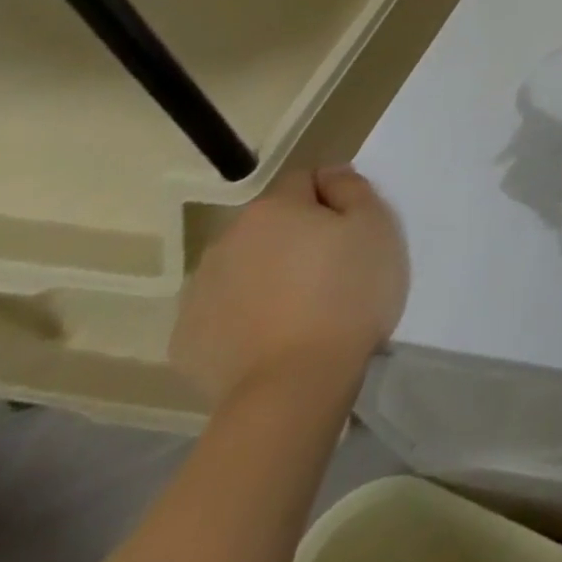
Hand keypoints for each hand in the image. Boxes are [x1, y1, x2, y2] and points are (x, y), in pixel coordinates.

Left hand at [171, 167, 407, 406]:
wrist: (294, 385)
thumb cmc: (347, 292)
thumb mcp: (375, 224)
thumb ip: (351, 188)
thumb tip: (331, 176)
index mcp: (271, 209)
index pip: (305, 179)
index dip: (333, 197)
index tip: (352, 227)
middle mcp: (225, 241)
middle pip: (271, 223)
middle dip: (297, 235)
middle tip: (332, 265)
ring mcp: (198, 293)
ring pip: (245, 265)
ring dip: (269, 272)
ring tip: (302, 303)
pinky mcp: (186, 340)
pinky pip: (225, 308)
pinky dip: (246, 312)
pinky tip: (273, 332)